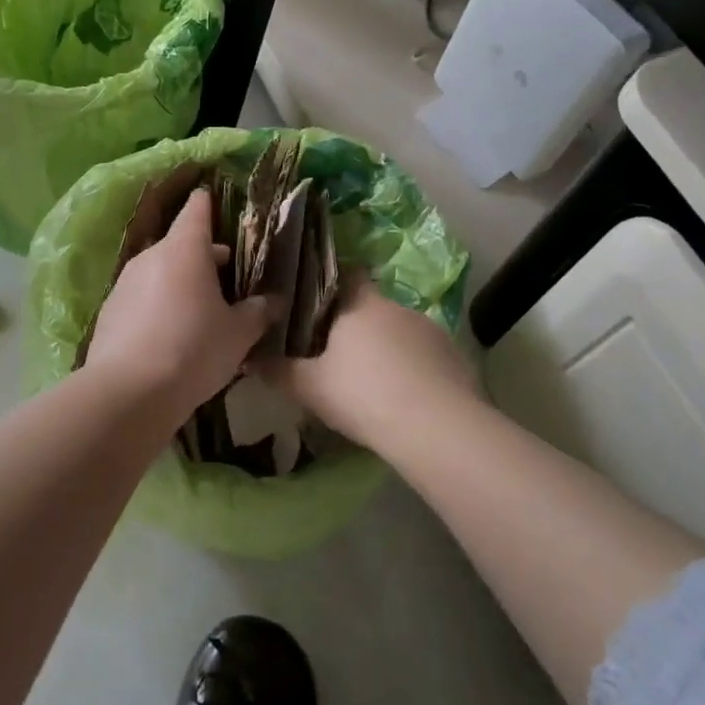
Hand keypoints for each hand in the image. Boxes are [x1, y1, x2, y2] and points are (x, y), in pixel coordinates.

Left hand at [85, 189, 273, 414]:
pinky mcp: (109, 310)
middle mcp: (152, 256)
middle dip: (204, 255)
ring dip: (180, 281)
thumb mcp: (238, 334)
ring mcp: (125, 282)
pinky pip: (142, 296)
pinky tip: (170, 334)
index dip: (210, 204)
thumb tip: (274, 301)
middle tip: (229, 276)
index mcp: (185, 249)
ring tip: (201, 309)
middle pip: (181, 243)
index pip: (198, 208)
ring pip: (160, 270)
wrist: (128, 393)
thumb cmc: (193, 350)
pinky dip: (158, 303)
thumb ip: (258, 312)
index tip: (221, 206)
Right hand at [257, 278, 481, 448]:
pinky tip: (404, 397)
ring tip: (373, 381)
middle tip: (337, 354)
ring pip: (400, 332)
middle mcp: (398, 307)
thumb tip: (248, 358)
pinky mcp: (456, 358)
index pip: (347, 275)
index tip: (316, 303)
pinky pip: (426, 357)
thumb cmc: (363, 395)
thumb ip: (278, 370)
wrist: (436, 429)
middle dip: (357, 326)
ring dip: (387, 348)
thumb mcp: (310, 387)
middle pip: (372, 307)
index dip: (331, 285)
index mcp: (361, 304)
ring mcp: (432, 331)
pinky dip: (413, 370)